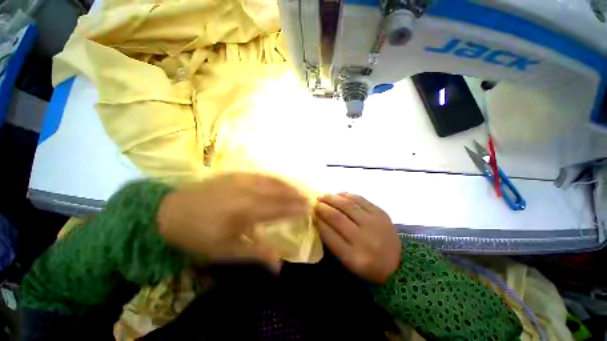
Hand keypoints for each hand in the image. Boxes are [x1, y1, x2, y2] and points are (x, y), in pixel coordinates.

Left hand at [157, 172, 307, 267]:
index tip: (308, 208)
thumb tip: (279, 264)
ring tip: (299, 189)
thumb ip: (256, 253)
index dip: (295, 208)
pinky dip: (274, 178)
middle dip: (295, 195)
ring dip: (287, 185)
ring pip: (272, 181)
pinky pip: (261, 175)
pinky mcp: (236, 174)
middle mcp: (248, 192)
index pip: (279, 208)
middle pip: (278, 192)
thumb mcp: (226, 251)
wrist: (172, 211)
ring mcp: (242, 180)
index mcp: (246, 212)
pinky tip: (279, 181)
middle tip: (308, 198)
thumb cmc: (200, 235)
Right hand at [315, 193, 400, 282]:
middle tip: (315, 202)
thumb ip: (332, 241)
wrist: (397, 263)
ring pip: (348, 205)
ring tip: (324, 196)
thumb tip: (319, 219)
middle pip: (337, 217)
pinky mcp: (381, 213)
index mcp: (353, 257)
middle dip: (323, 207)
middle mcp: (364, 239)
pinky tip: (338, 194)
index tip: (311, 214)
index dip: (318, 221)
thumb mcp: (347, 261)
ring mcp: (374, 224)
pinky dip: (346, 195)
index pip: (329, 234)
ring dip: (332, 198)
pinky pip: (360, 199)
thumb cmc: (367, 264)